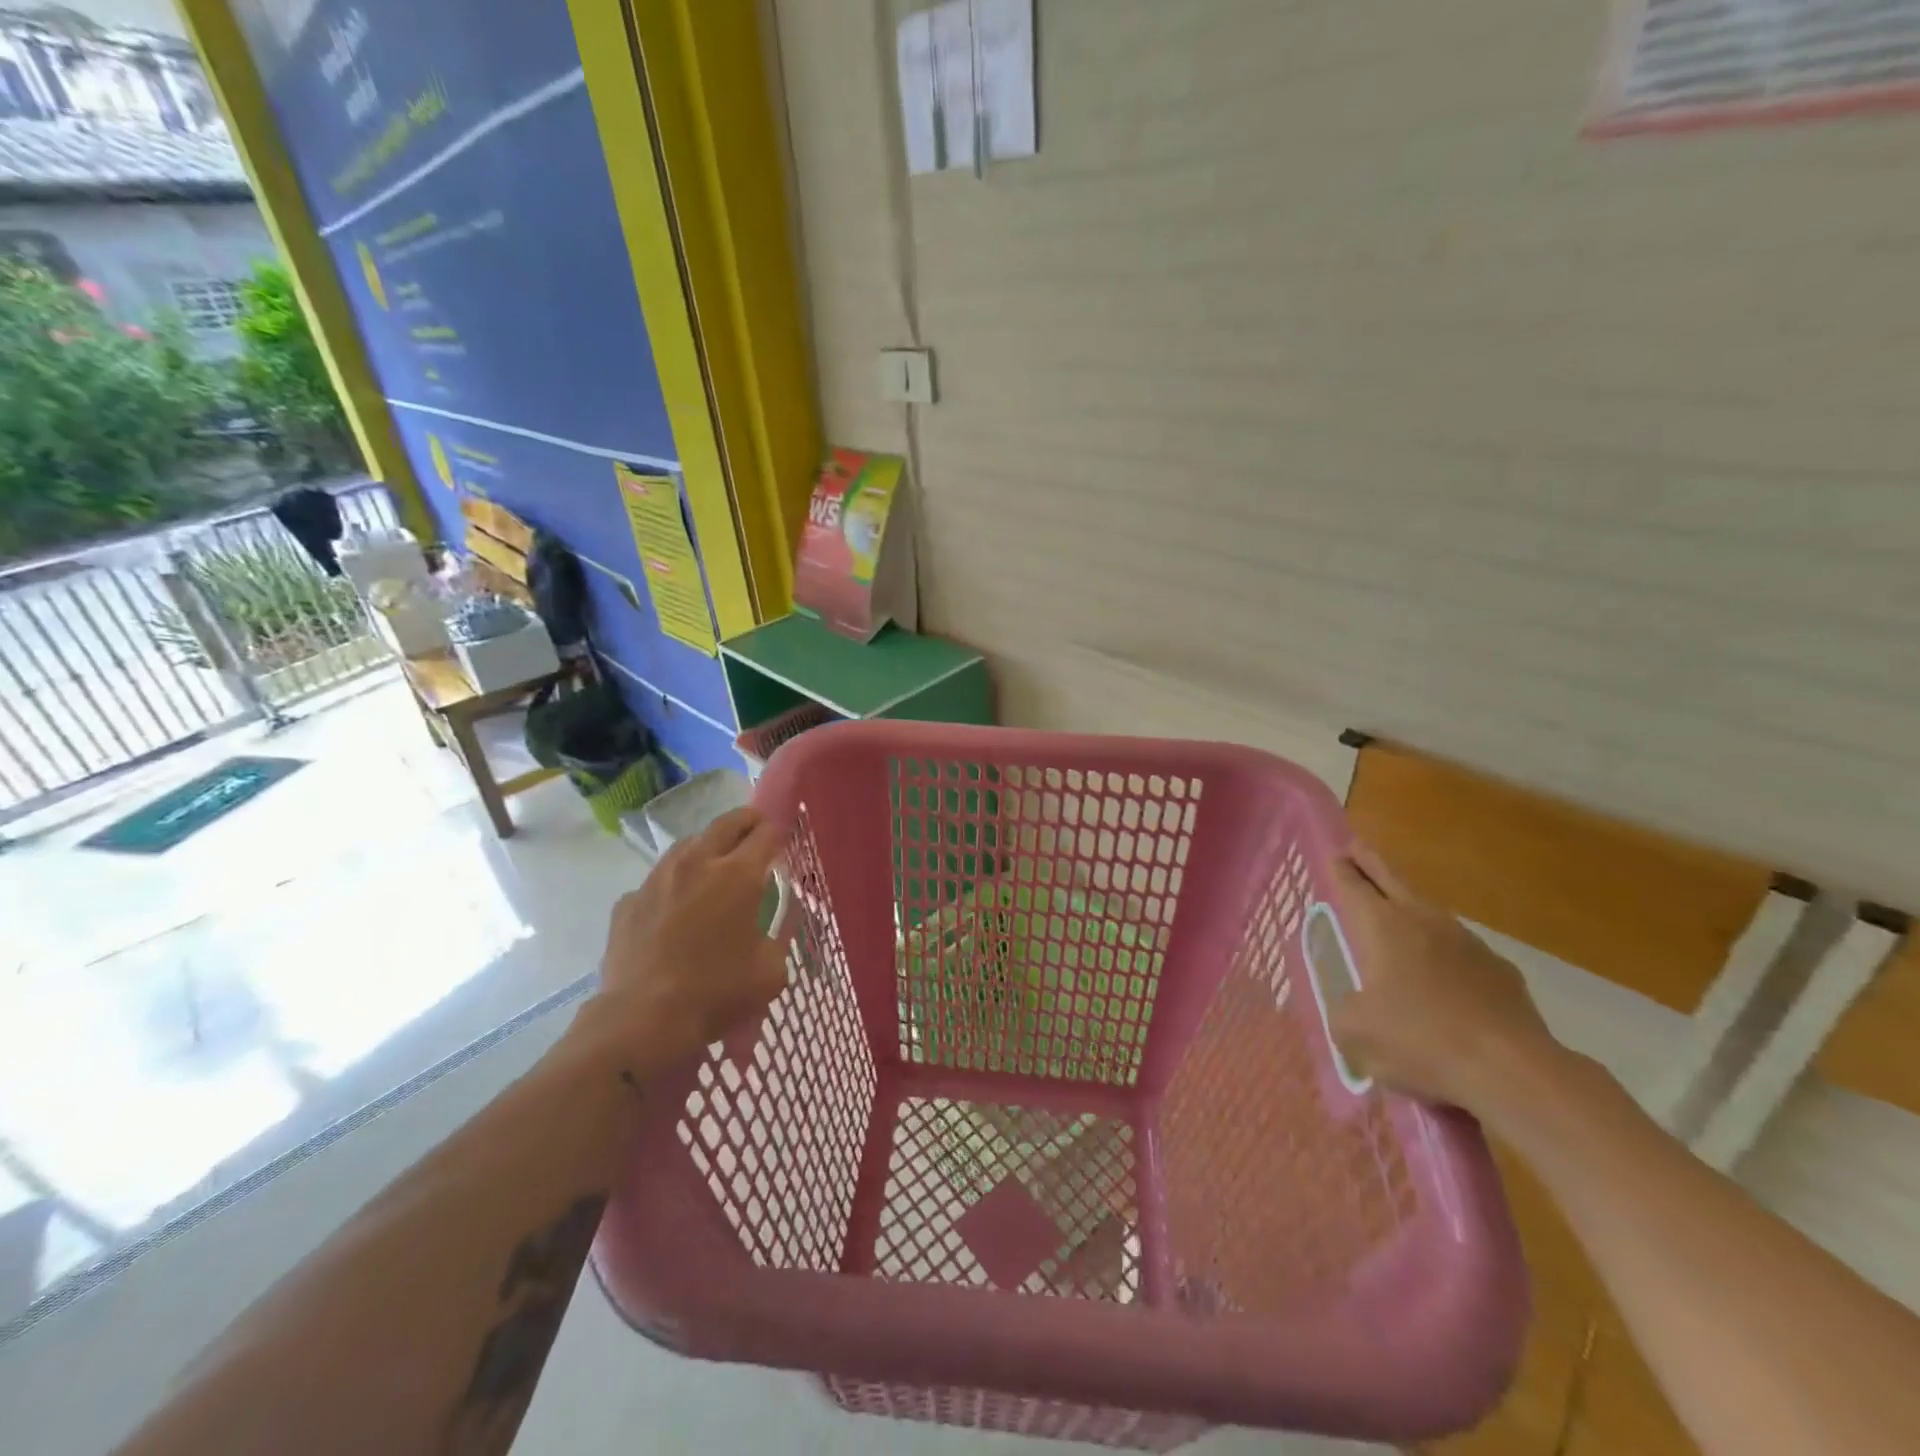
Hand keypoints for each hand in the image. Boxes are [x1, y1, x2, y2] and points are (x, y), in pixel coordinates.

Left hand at [574, 806, 788, 1077]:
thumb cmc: (716, 993)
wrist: (643, 1020)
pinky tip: (676, 910)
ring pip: (688, 844)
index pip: (766, 833)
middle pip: (727, 823)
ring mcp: (657, 879)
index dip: (779, 832)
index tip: (784, 840)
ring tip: (715, 868)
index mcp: (738, 875)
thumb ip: (777, 938)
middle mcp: (697, 863)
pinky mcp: (628, 901)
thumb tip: (770, 929)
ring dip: (708, 847)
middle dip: (747, 822)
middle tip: (757, 834)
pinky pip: (657, 880)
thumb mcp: (771, 971)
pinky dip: (673, 885)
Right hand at [1328, 843, 1559, 1113]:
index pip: (1354, 886)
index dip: (1341, 870)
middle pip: (1393, 881)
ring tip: (1398, 914)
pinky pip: (1462, 952)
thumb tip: (1351, 1007)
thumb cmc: (1419, 1040)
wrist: (1511, 1070)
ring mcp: (1468, 943)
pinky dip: (1446, 954)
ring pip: (1430, 913)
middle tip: (1357, 849)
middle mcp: (1423, 921)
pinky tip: (1444, 977)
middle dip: (1371, 864)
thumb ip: (1344, 1011)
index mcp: (1382, 926)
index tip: (1334, 855)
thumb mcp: (1355, 1032)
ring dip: (1410, 908)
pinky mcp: (1501, 971)